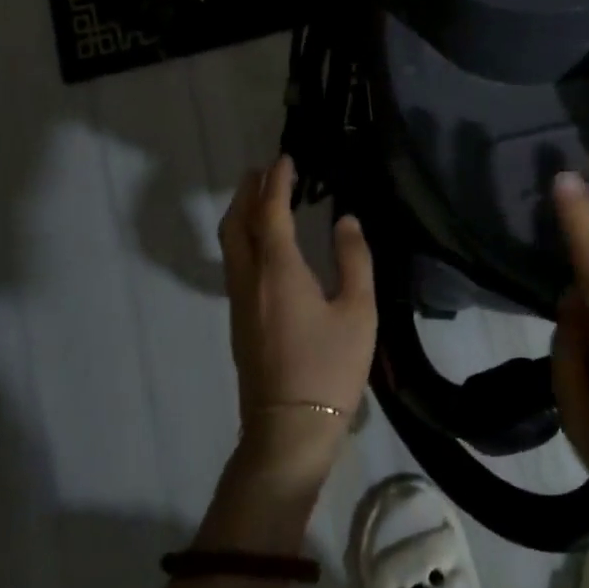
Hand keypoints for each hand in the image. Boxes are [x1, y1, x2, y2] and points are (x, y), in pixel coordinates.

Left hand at [216, 155, 376, 487]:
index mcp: (278, 270)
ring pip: (231, 244)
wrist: (289, 429)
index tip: (285, 158)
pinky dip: (245, 237)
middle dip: (248, 191)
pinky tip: (263, 243)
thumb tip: (345, 221)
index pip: (271, 212)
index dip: (277, 182)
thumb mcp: (358, 311)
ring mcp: (239, 302)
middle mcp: (249, 279)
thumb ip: (354, 259)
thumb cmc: (330, 367)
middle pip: (237, 223)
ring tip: (260, 196)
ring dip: (242, 213)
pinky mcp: (239, 321)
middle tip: (264, 169)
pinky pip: (235, 262)